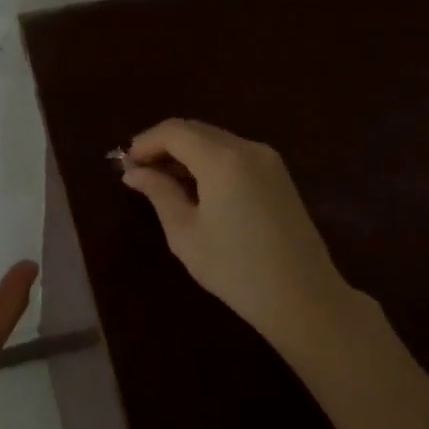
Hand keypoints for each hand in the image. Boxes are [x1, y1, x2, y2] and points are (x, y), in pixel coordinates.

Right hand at [122, 119, 362, 355]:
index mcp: (222, 159)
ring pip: (215, 141)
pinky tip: (195, 188)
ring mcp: (268, 160)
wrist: (303, 298)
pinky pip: (234, 154)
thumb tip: (133, 172)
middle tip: (139, 173)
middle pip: (195, 131)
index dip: (145, 142)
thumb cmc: (236, 269)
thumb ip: (159, 193)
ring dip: (186, 153)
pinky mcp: (278, 175)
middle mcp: (247, 148)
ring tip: (162, 182)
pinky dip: (208, 162)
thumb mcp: (185, 233)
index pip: (174, 131)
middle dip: (164, 146)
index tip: (125, 164)